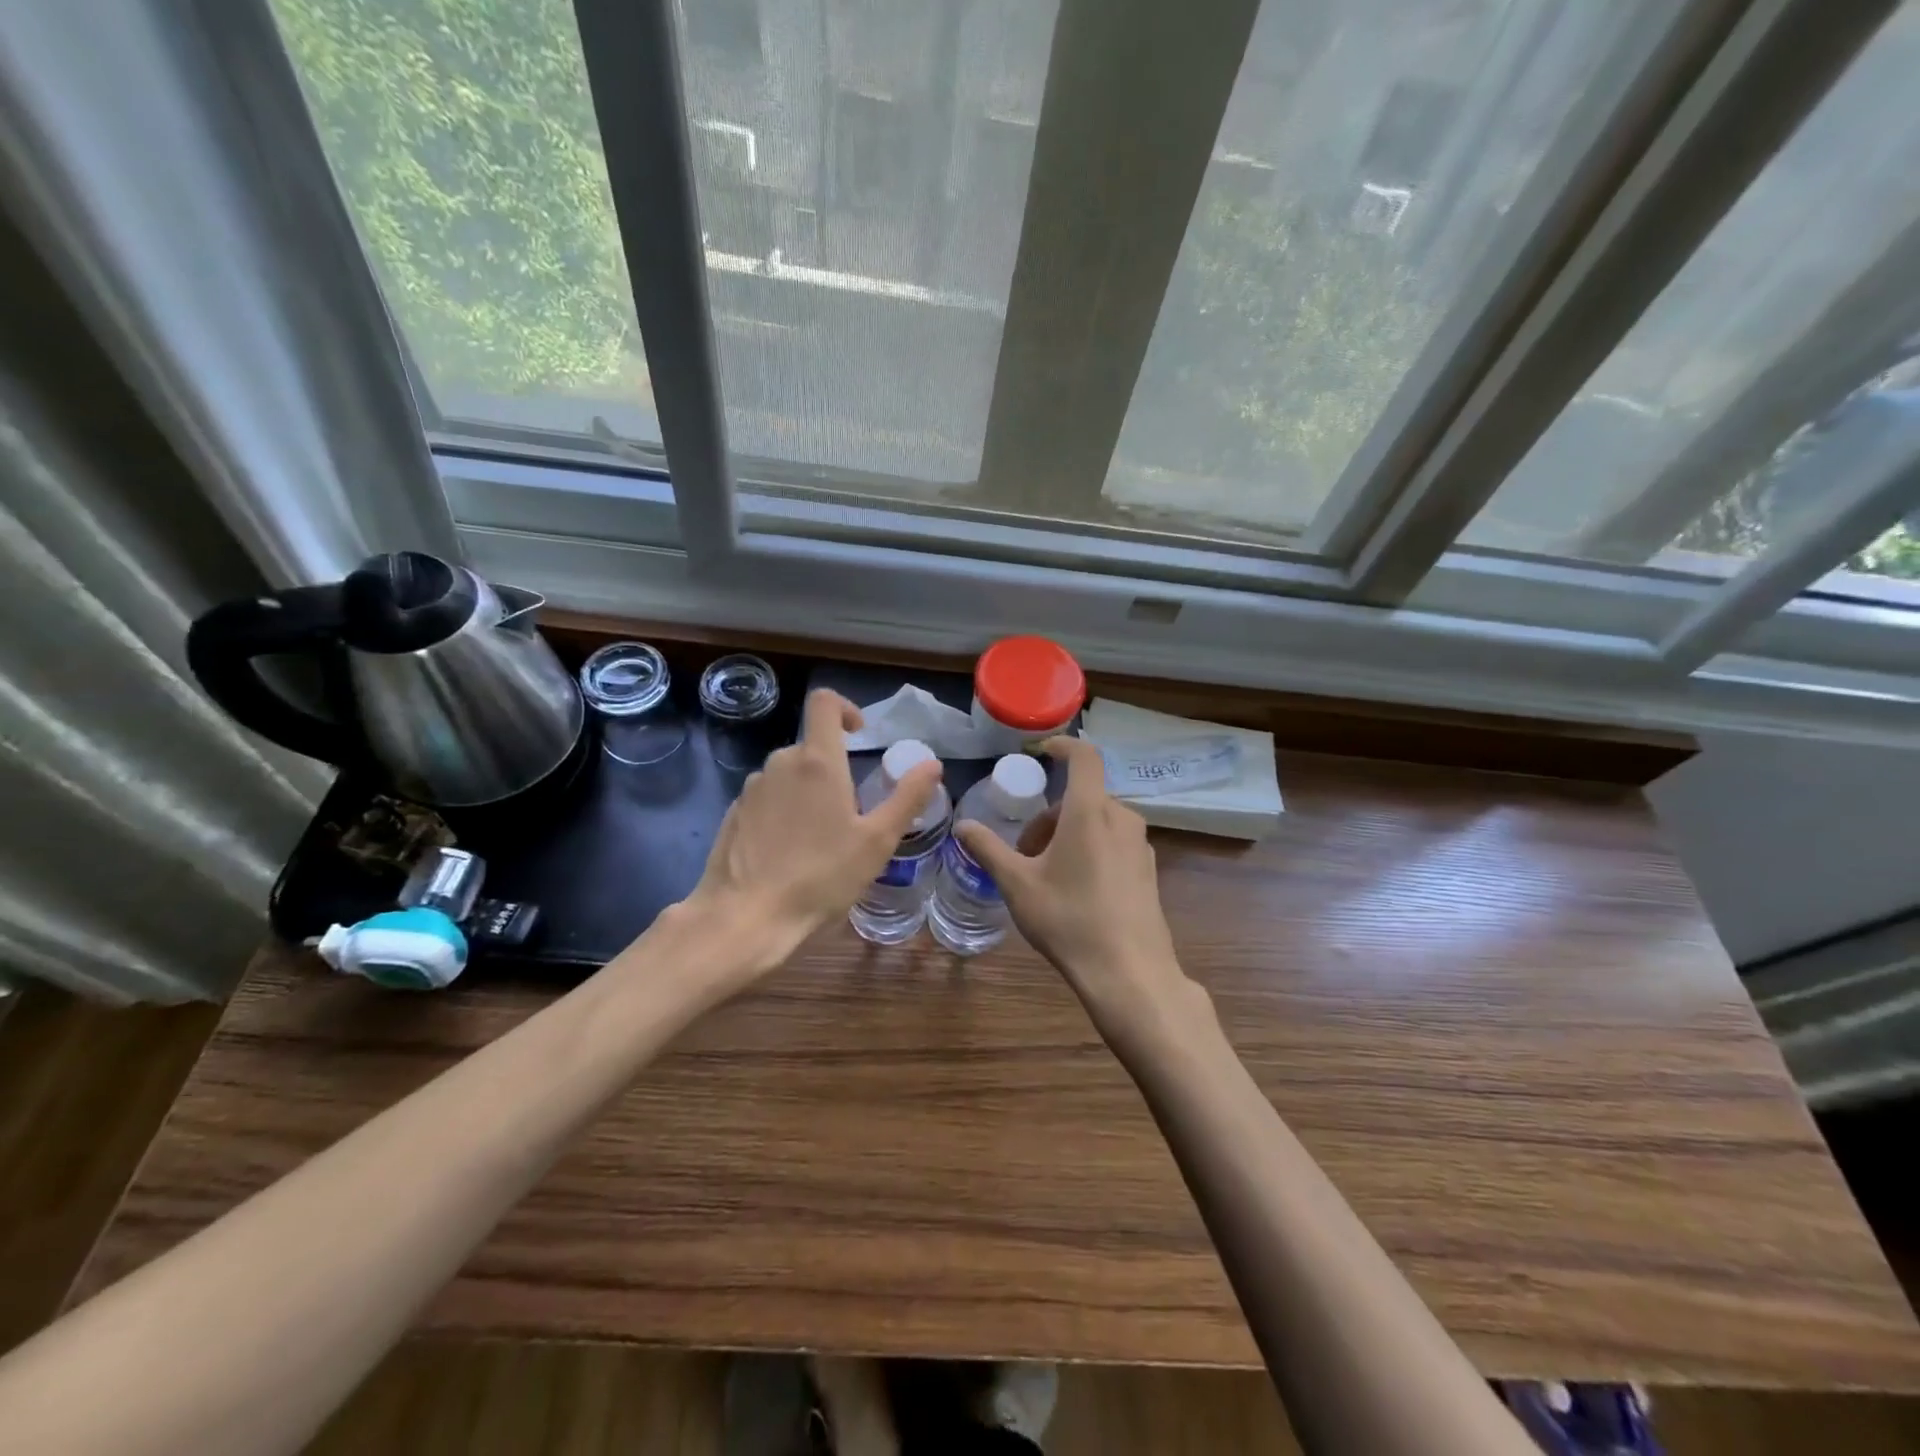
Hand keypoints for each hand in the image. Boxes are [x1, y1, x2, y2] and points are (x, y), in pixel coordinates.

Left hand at [685, 689, 941, 973]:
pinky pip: (767, 799)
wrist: (745, 918)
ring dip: (808, 793)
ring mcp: (752, 789)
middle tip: (852, 813)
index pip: (824, 703)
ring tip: (821, 840)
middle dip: (833, 768)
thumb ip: (907, 797)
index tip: (860, 736)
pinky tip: (789, 854)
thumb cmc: (820, 877)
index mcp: (817, 761)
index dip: (845, 708)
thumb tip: (932, 764)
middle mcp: (780, 763)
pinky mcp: (733, 814)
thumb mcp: (877, 841)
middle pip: (811, 747)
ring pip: (788, 775)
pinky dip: (783, 813)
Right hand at [954, 737, 1196, 1041]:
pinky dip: (1091, 849)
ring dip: (1069, 833)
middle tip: (1025, 850)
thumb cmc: (1068, 920)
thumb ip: (988, 849)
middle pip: (1083, 796)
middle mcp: (1121, 819)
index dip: (1063, 745)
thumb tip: (962, 825)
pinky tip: (1076, 890)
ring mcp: (1140, 845)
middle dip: (1050, 814)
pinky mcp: (1149, 870)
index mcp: (1091, 811)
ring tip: (1046, 874)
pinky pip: (1115, 843)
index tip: (1041, 752)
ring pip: (1099, 821)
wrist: (1130, 974)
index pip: (1084, 756)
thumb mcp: (1017, 884)